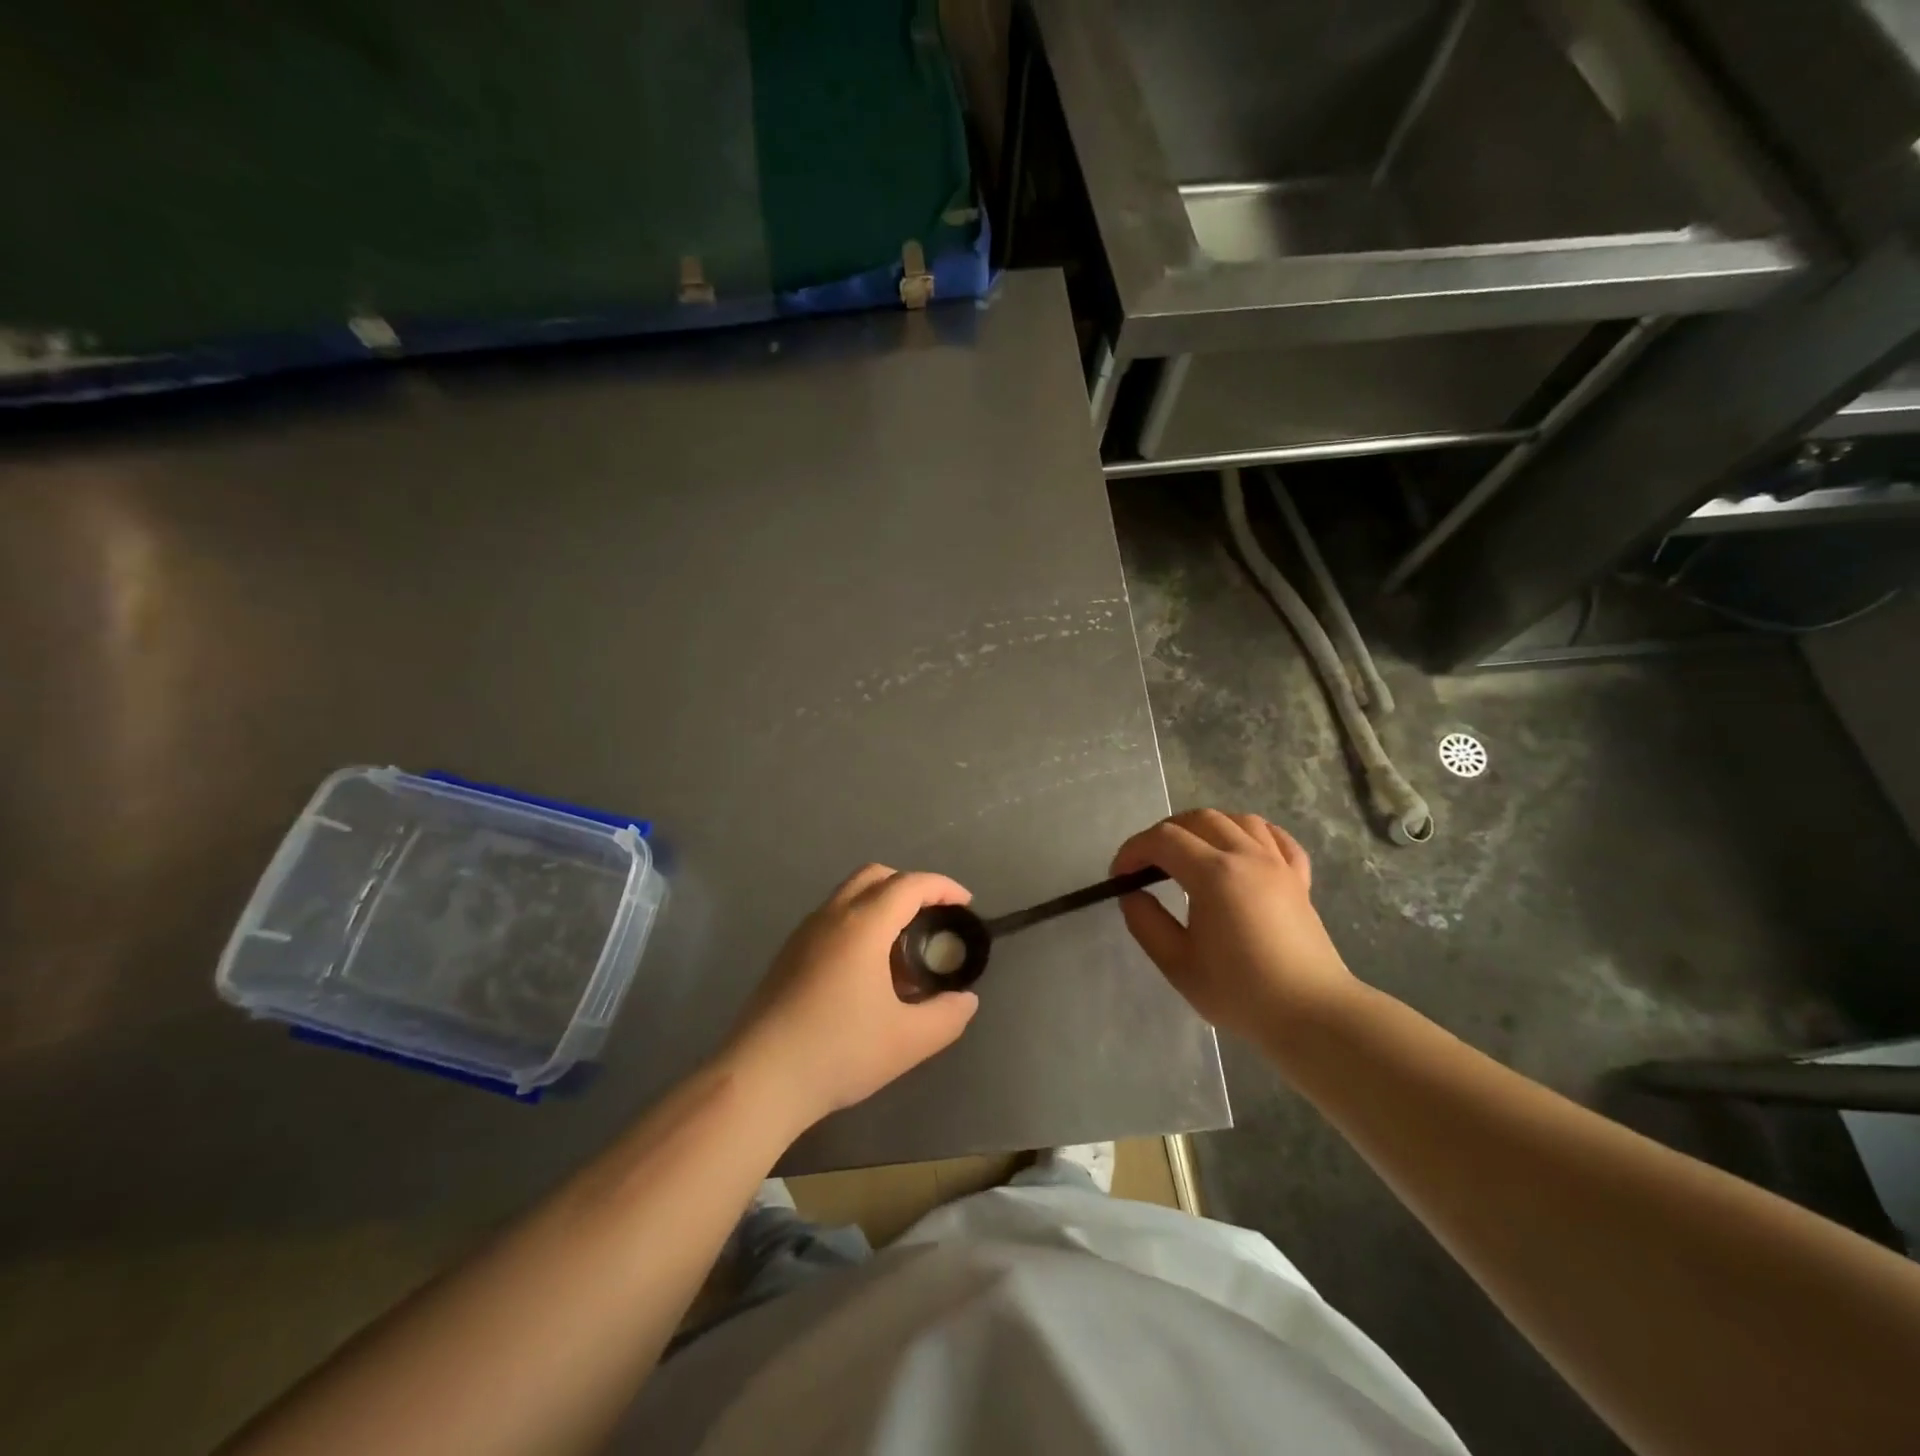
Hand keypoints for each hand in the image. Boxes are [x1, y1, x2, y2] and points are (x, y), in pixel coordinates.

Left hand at [723, 866, 980, 1129]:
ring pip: (849, 894)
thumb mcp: (908, 1041)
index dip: (942, 887)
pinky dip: (859, 922)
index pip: (910, 885)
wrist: (760, 1078)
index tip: (965, 905)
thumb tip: (965, 1000)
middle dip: (910, 886)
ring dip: (882, 903)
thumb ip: (947, 1016)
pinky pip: (832, 918)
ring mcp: (804, 933)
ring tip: (903, 948)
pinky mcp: (788, 954)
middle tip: (934, 918)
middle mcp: (832, 916)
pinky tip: (867, 970)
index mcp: (863, 925)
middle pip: (876, 876)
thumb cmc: (838, 1051)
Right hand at [1111, 809, 1358, 1045]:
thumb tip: (1132, 893)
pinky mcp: (1299, 879)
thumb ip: (1146, 922)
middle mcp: (1247, 856)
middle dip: (1164, 833)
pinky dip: (1250, 834)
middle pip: (1199, 820)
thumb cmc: (1240, 992)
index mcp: (1214, 874)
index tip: (1120, 875)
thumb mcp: (1177, 964)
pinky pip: (1275, 838)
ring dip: (1205, 827)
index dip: (1134, 850)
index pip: (1163, 840)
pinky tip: (1240, 850)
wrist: (1312, 1015)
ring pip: (1238, 820)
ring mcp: (1278, 864)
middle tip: (1148, 864)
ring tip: (1190, 853)